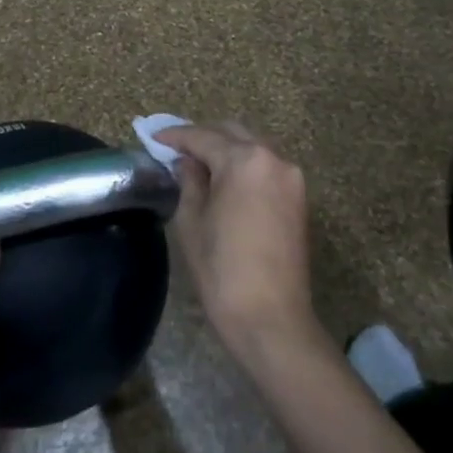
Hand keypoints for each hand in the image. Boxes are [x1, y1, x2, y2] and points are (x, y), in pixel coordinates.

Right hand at [158, 123, 318, 357]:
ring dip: (225, 151)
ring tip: (197, 165)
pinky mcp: (299, 198)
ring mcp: (291, 178)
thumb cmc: (222, 270)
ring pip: (252, 149)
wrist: (271, 318)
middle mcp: (273, 159)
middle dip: (202, 138)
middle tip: (175, 150)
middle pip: (232, 134)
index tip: (153, 137)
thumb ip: (189, 181)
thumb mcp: (192, 221)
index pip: (203, 137)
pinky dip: (244, 167)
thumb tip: (187, 162)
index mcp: (244, 161)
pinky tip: (224, 181)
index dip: (175, 136)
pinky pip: (266, 169)